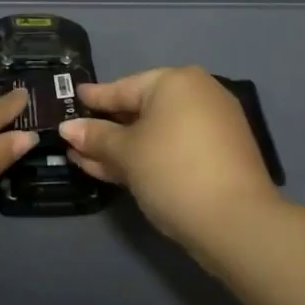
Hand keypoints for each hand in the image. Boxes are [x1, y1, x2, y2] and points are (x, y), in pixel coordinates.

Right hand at [57, 67, 280, 251]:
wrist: (236, 222)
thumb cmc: (172, 171)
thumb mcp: (126, 153)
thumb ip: (96, 137)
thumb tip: (68, 127)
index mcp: (176, 82)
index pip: (124, 87)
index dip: (96, 98)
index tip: (74, 98)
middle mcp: (198, 95)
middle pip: (141, 110)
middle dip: (107, 128)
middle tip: (76, 136)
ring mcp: (213, 126)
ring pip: (156, 133)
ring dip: (122, 147)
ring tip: (84, 159)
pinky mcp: (220, 156)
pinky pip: (173, 148)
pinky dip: (147, 156)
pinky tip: (116, 171)